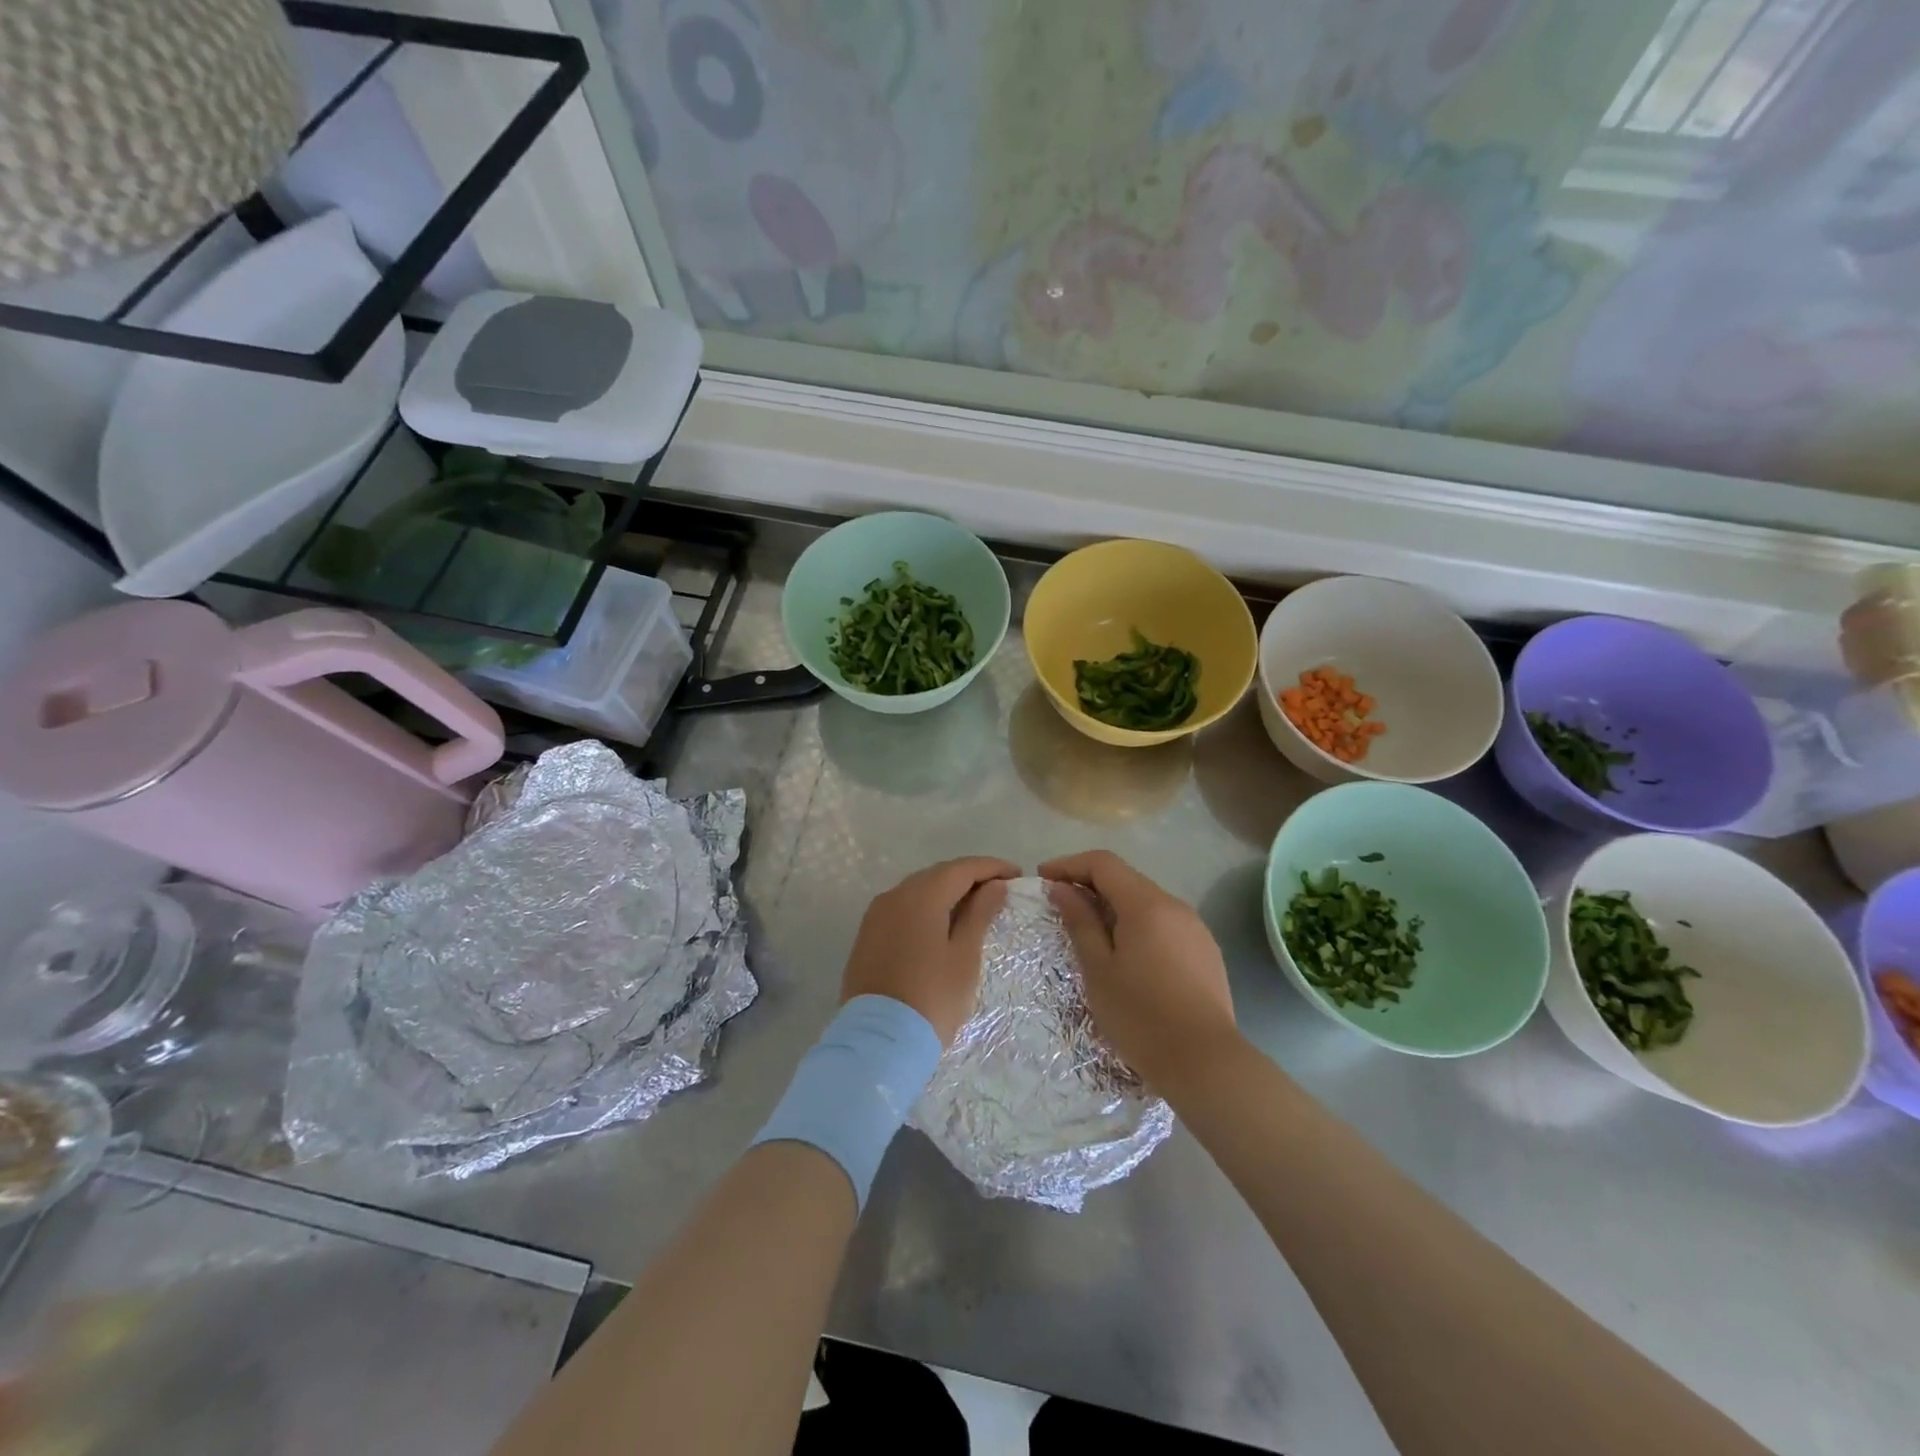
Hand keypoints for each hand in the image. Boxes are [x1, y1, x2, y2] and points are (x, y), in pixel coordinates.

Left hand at [841, 857, 1018, 1044]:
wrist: (879, 1041)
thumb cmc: (932, 998)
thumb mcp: (964, 956)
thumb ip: (979, 914)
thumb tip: (994, 885)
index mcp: (921, 896)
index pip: (962, 868)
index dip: (992, 867)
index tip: (1017, 875)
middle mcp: (894, 895)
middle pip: (938, 874)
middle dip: (970, 877)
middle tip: (999, 890)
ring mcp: (876, 915)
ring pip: (918, 890)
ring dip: (947, 892)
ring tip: (974, 906)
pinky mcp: (867, 935)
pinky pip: (902, 908)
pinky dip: (926, 908)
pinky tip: (942, 923)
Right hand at [1040, 850, 1238, 1091]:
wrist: (1205, 1062)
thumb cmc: (1140, 1015)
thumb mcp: (1099, 969)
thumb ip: (1080, 922)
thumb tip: (1062, 889)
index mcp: (1146, 904)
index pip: (1103, 863)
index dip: (1069, 865)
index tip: (1044, 879)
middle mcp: (1175, 905)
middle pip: (1126, 879)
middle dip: (1090, 885)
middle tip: (1061, 907)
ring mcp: (1195, 928)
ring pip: (1147, 902)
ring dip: (1114, 907)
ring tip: (1090, 933)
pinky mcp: (1206, 951)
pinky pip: (1165, 924)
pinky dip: (1138, 926)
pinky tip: (1127, 955)